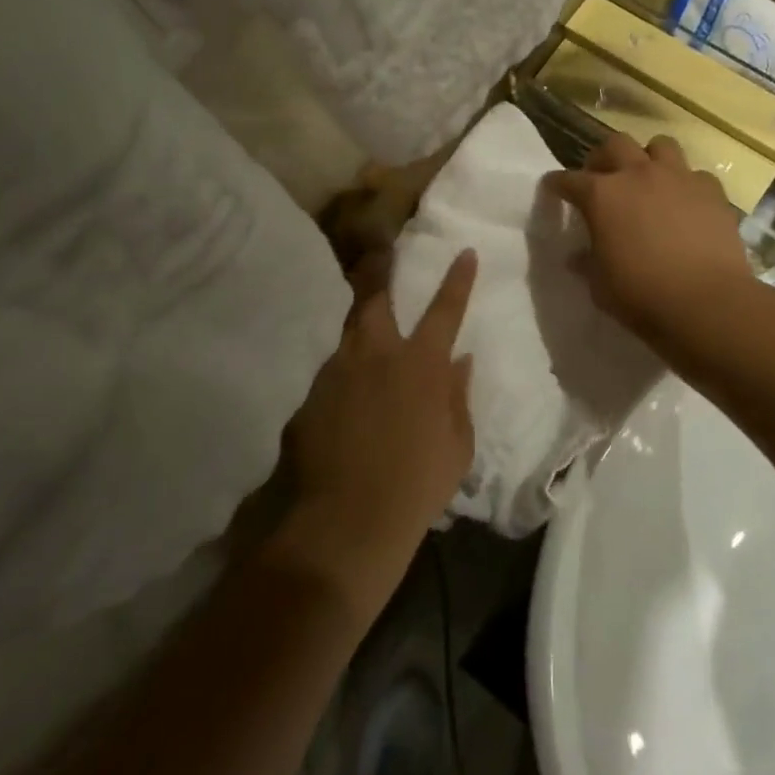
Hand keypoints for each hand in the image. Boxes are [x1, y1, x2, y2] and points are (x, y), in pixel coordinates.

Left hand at [276, 249, 477, 618]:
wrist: (346, 522)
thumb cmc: (417, 485)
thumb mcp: (457, 445)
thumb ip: (458, 396)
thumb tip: (461, 361)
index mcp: (421, 364)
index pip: (445, 310)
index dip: (458, 280)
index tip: (465, 252)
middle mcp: (376, 355)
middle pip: (377, 299)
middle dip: (381, 273)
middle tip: (381, 256)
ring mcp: (336, 372)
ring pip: (349, 334)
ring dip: (362, 329)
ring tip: (366, 338)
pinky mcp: (309, 395)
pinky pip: (332, 373)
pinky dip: (344, 374)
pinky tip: (345, 396)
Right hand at [544, 133, 754, 344]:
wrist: (706, 303)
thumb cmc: (641, 296)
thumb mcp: (600, 285)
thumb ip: (587, 263)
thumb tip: (578, 256)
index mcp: (602, 195)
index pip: (568, 180)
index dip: (557, 184)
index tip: (553, 189)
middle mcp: (638, 174)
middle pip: (614, 144)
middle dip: (603, 158)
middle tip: (601, 178)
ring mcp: (679, 177)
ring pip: (660, 145)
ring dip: (649, 158)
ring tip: (647, 180)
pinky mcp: (712, 191)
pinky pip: (695, 174)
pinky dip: (686, 184)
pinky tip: (685, 204)